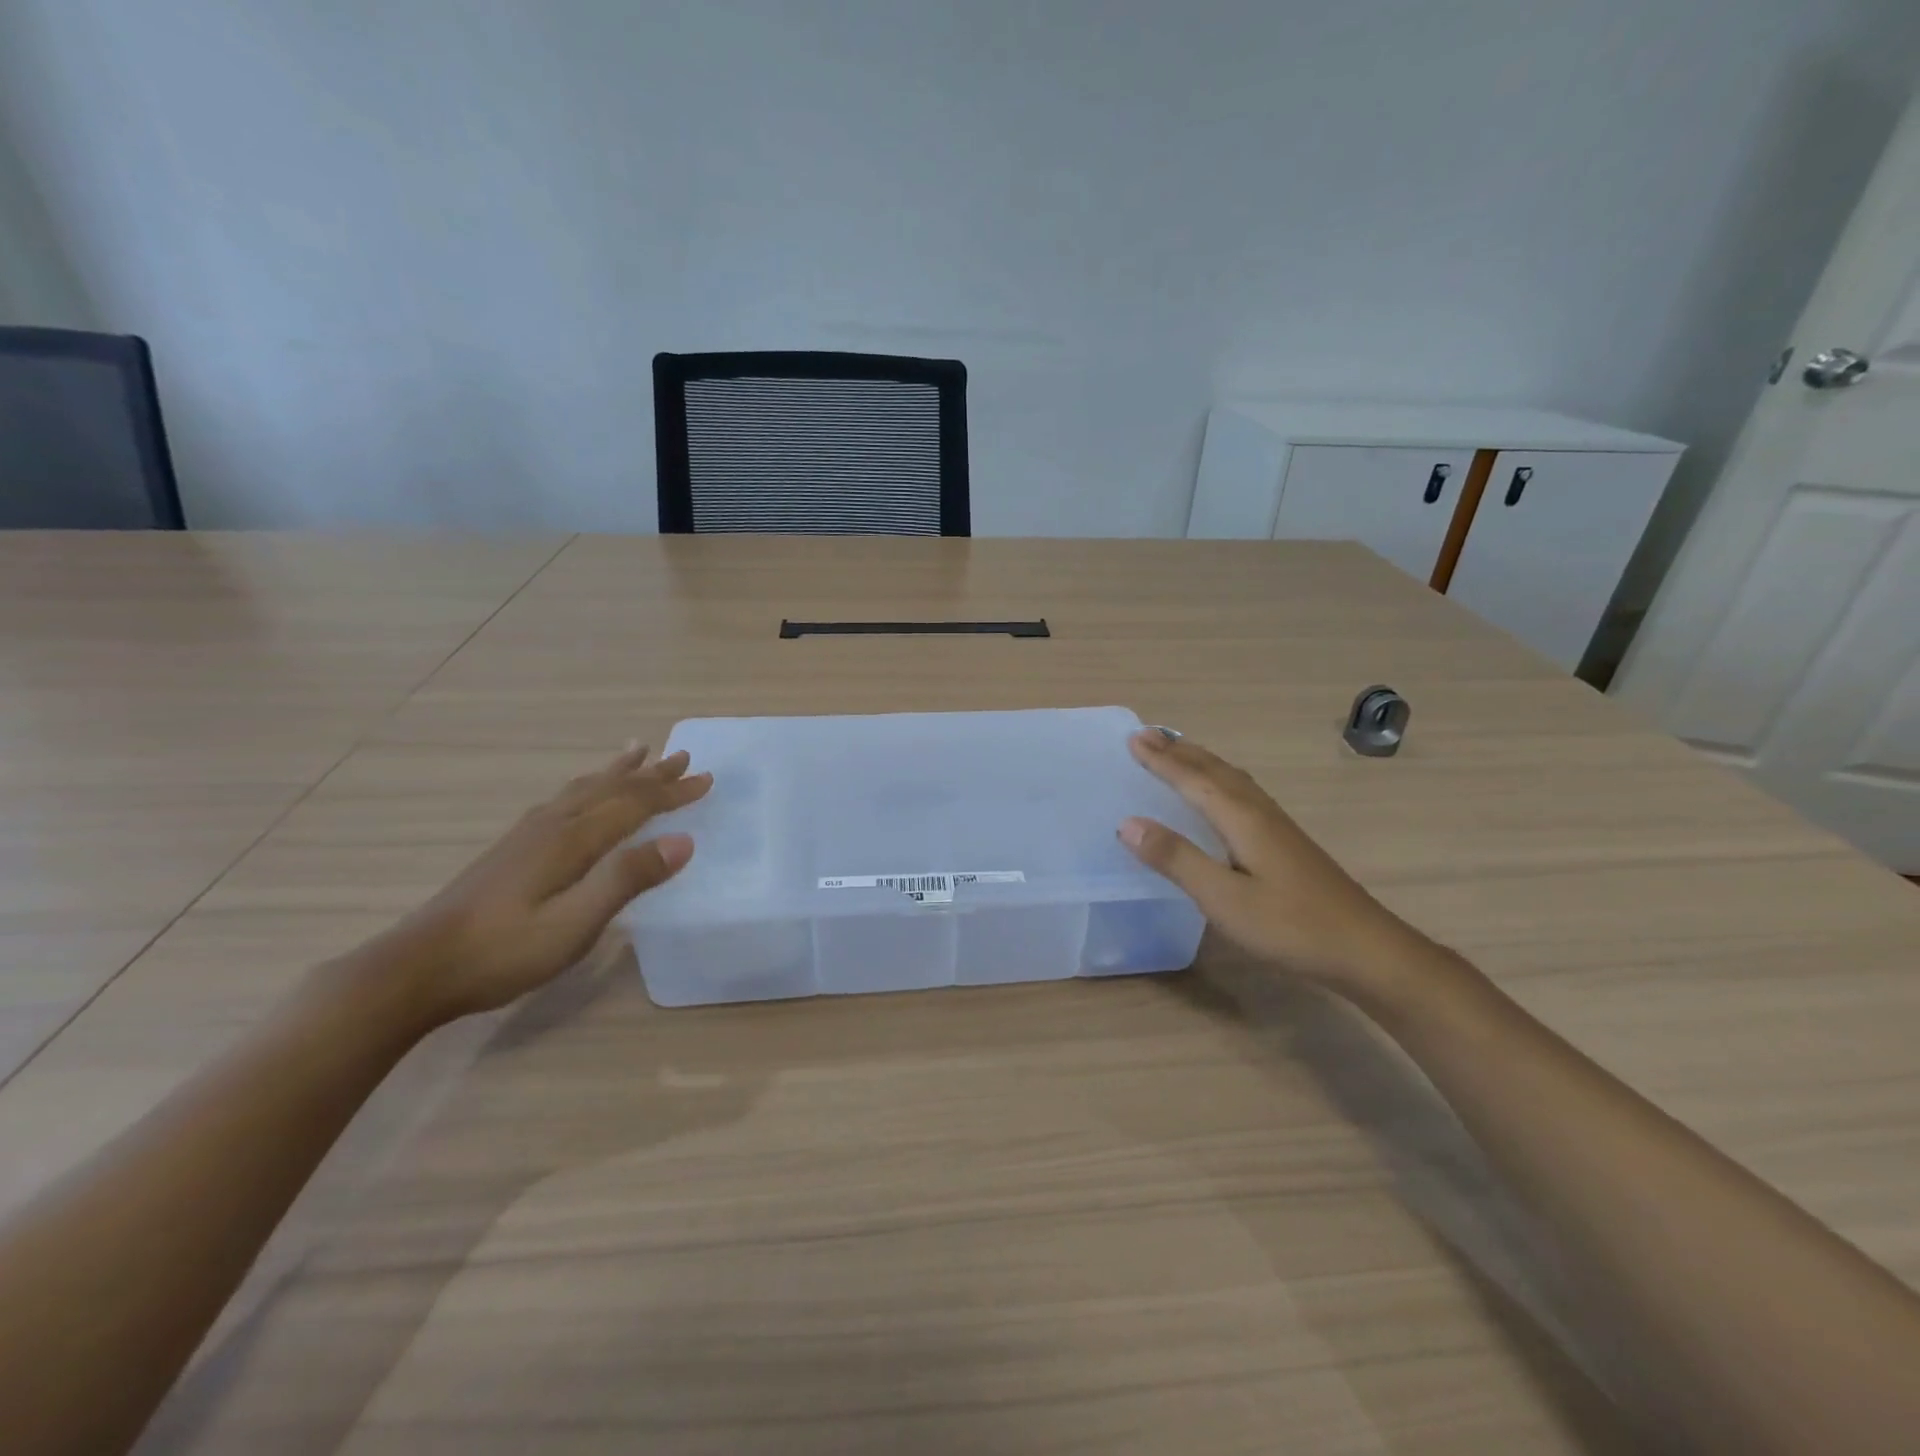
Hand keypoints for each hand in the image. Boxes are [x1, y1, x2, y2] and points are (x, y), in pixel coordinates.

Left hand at [378, 743, 710, 1026]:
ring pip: (583, 790)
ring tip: (636, 751)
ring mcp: (527, 835)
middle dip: (651, 774)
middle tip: (682, 755)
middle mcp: (552, 826)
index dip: (672, 792)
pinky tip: (579, 795)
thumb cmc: (503, 951)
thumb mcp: (575, 923)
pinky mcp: (511, 849)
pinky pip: (564, 800)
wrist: (416, 968)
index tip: (707, 779)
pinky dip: (587, 786)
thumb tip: (683, 841)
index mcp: (572, 840)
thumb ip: (627, 879)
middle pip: (611, 789)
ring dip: (617, 772)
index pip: (634, 805)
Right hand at [1118, 730, 1431, 997]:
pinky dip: (1221, 779)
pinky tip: (1224, 793)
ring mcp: (1278, 826)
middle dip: (1179, 752)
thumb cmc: (1290, 925)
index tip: (1132, 738)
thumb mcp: (1224, 898)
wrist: (1366, 949)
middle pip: (1214, 771)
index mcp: (1242, 819)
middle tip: (1147, 734)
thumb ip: (1177, 859)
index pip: (1192, 780)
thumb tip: (1128, 823)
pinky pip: (1244, 792)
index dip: (1161, 760)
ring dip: (1201, 761)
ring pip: (1233, 779)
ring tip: (1179, 750)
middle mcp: (1259, 812)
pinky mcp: (1287, 842)